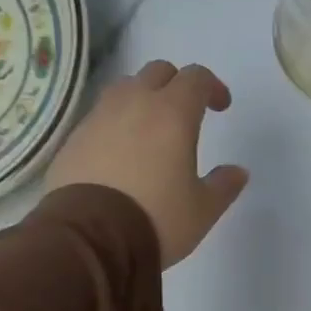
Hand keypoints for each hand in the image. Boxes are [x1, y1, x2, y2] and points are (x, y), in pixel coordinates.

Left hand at [47, 61, 248, 267]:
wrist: (90, 238)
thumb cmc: (157, 218)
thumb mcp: (203, 209)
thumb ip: (223, 185)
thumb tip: (237, 171)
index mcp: (173, 113)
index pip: (196, 77)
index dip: (212, 86)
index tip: (220, 107)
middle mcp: (134, 104)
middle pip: (157, 72)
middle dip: (176, 85)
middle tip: (186, 113)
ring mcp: (98, 118)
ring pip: (124, 89)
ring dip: (142, 99)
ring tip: (150, 130)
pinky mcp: (73, 139)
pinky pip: (100, 117)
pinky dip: (115, 124)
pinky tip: (120, 155)